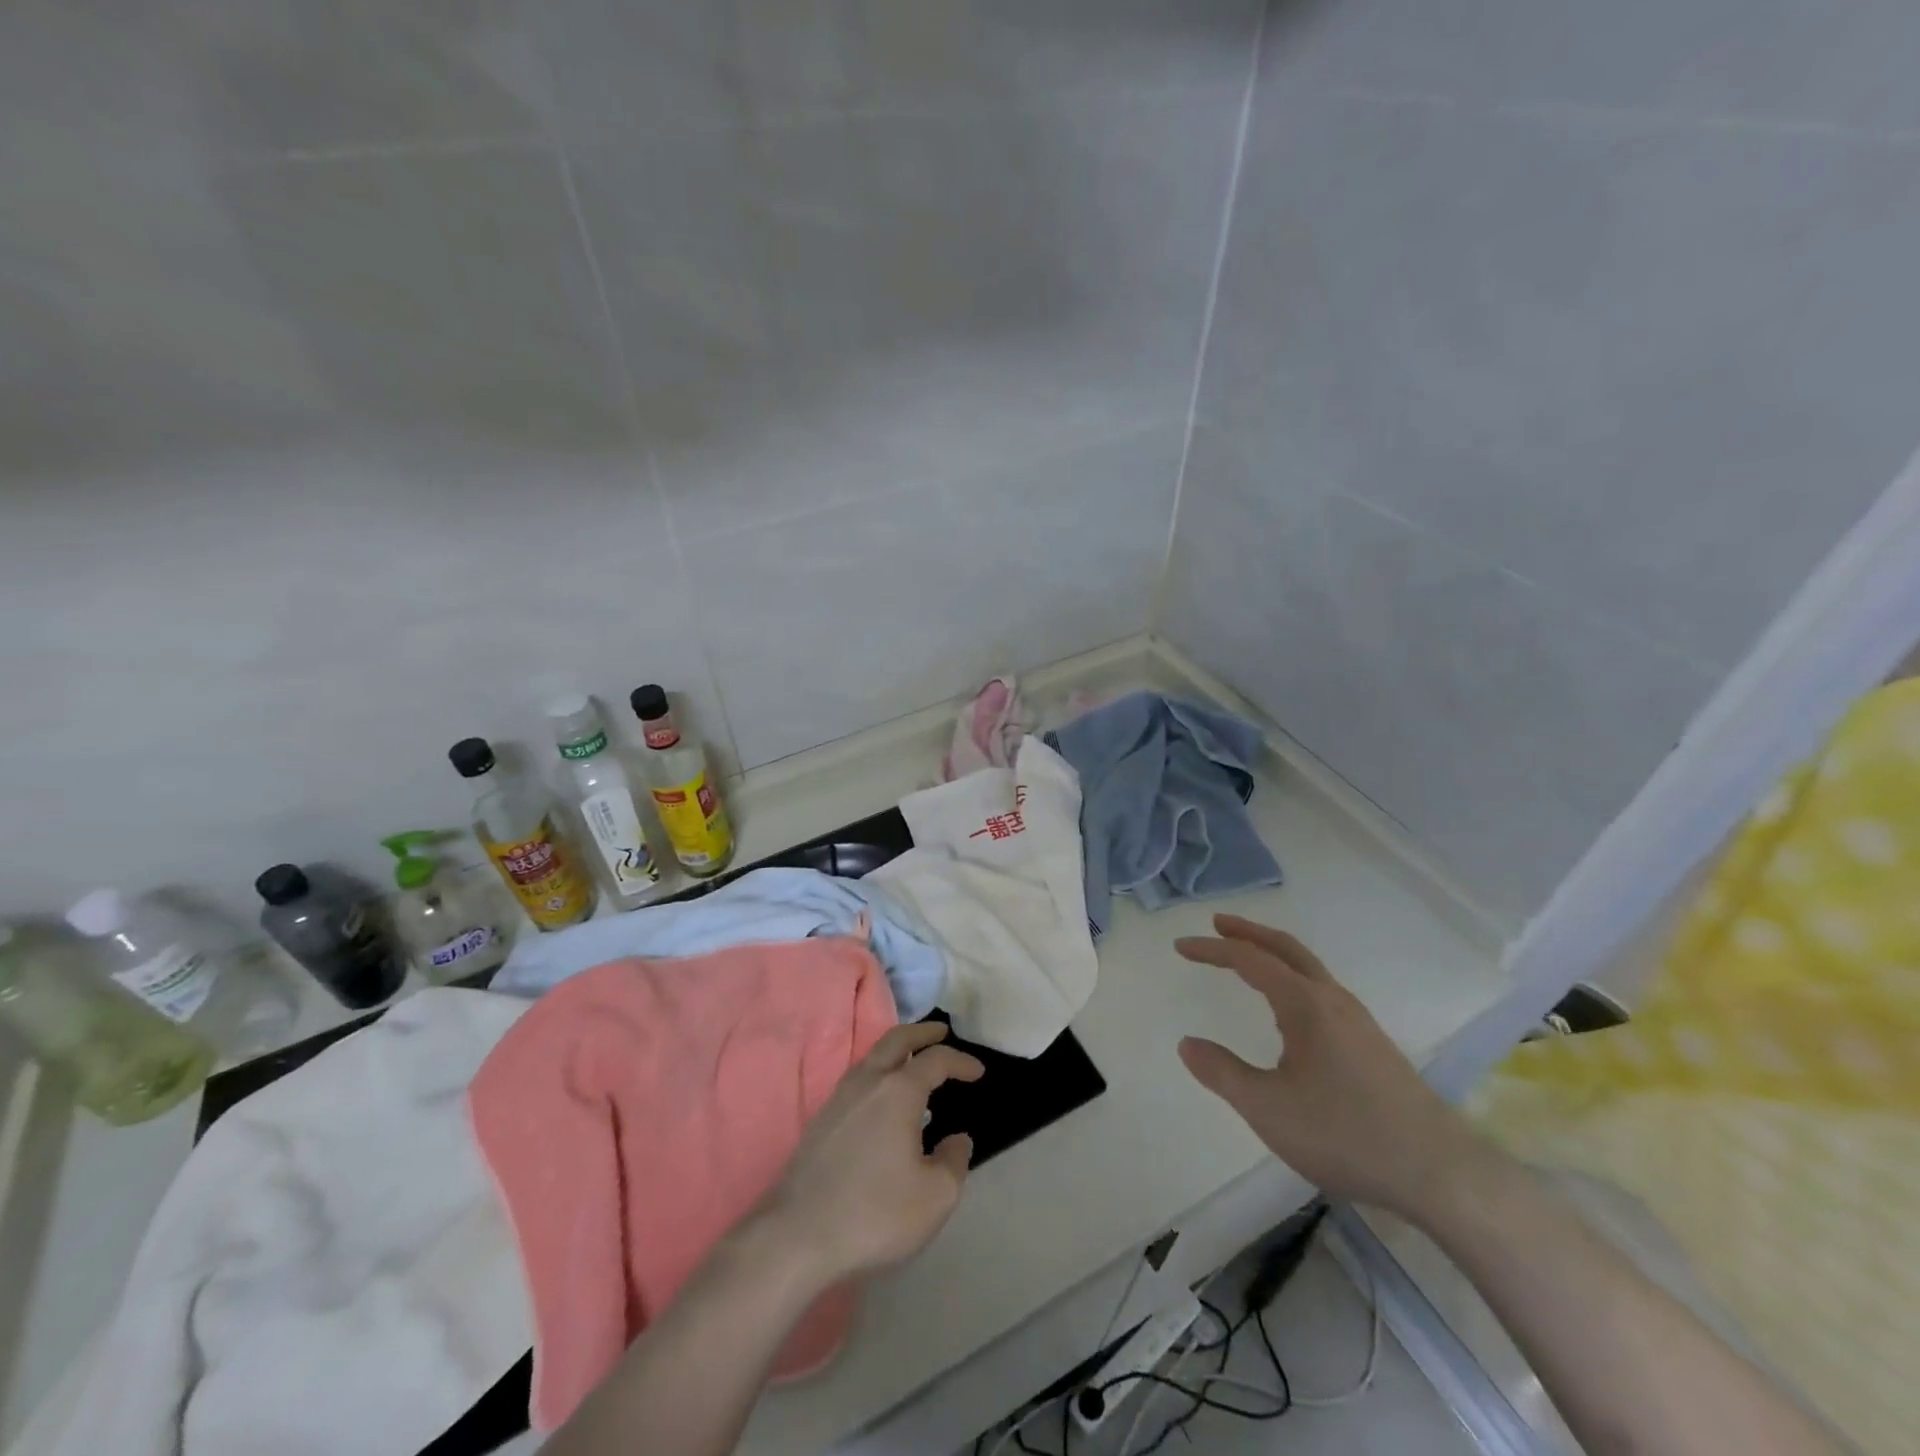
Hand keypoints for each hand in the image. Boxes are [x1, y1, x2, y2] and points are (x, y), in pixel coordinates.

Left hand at [760, 1021, 984, 1284]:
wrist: (797, 1236)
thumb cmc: (875, 1212)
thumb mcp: (935, 1197)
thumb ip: (954, 1162)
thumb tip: (957, 1140)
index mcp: (899, 1091)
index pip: (936, 1060)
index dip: (960, 1061)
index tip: (978, 1071)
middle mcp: (868, 1082)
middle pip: (896, 1039)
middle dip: (922, 1032)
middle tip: (942, 1032)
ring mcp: (839, 1098)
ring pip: (872, 1057)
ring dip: (896, 1050)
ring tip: (913, 1063)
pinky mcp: (821, 1120)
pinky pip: (857, 1080)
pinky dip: (878, 1073)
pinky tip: (883, 1100)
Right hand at [1176, 915, 1492, 1221]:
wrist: (1441, 1173)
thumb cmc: (1346, 1134)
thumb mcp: (1268, 1109)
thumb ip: (1222, 1073)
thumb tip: (1187, 1044)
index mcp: (1305, 1005)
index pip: (1250, 960)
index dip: (1213, 950)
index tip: (1181, 946)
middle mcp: (1333, 1001)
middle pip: (1286, 949)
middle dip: (1249, 933)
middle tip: (1218, 923)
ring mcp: (1359, 1022)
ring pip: (1309, 969)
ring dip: (1274, 954)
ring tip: (1248, 959)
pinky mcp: (1373, 1045)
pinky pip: (1322, 990)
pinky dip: (1293, 977)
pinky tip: (1291, 1009)